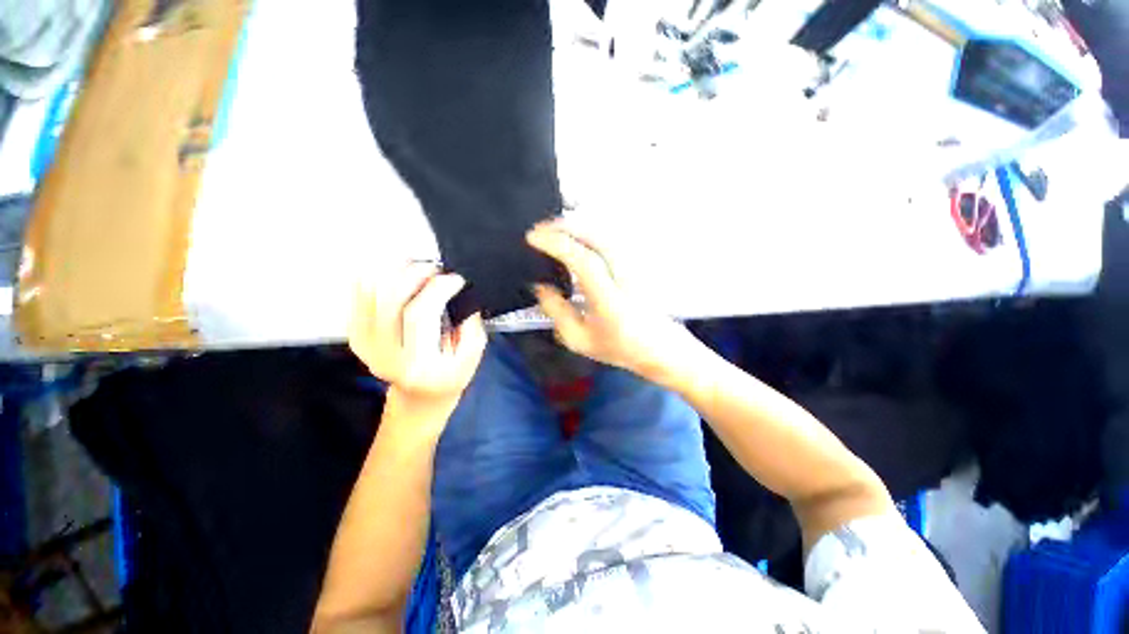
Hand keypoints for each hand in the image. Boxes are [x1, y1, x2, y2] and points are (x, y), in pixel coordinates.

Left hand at [350, 263, 486, 420]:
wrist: (419, 396)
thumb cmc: (450, 376)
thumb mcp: (473, 356)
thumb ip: (470, 325)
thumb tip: (458, 292)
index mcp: (419, 364)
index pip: (420, 314)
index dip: (438, 288)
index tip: (456, 279)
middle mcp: (386, 355)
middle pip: (389, 299)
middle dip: (415, 273)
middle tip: (434, 268)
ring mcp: (366, 346)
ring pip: (369, 293)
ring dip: (395, 271)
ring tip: (417, 269)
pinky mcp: (357, 337)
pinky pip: (357, 296)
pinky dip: (376, 277)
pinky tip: (397, 275)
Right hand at [526, 220, 695, 380]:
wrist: (657, 346)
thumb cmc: (617, 346)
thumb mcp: (579, 340)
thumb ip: (557, 312)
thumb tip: (540, 287)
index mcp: (610, 300)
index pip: (584, 260)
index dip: (557, 244)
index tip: (532, 238)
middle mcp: (625, 276)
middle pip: (596, 237)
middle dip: (564, 227)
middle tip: (539, 230)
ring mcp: (634, 265)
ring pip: (604, 232)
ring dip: (575, 226)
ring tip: (553, 231)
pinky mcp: (637, 261)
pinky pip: (609, 237)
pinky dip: (588, 231)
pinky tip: (575, 236)